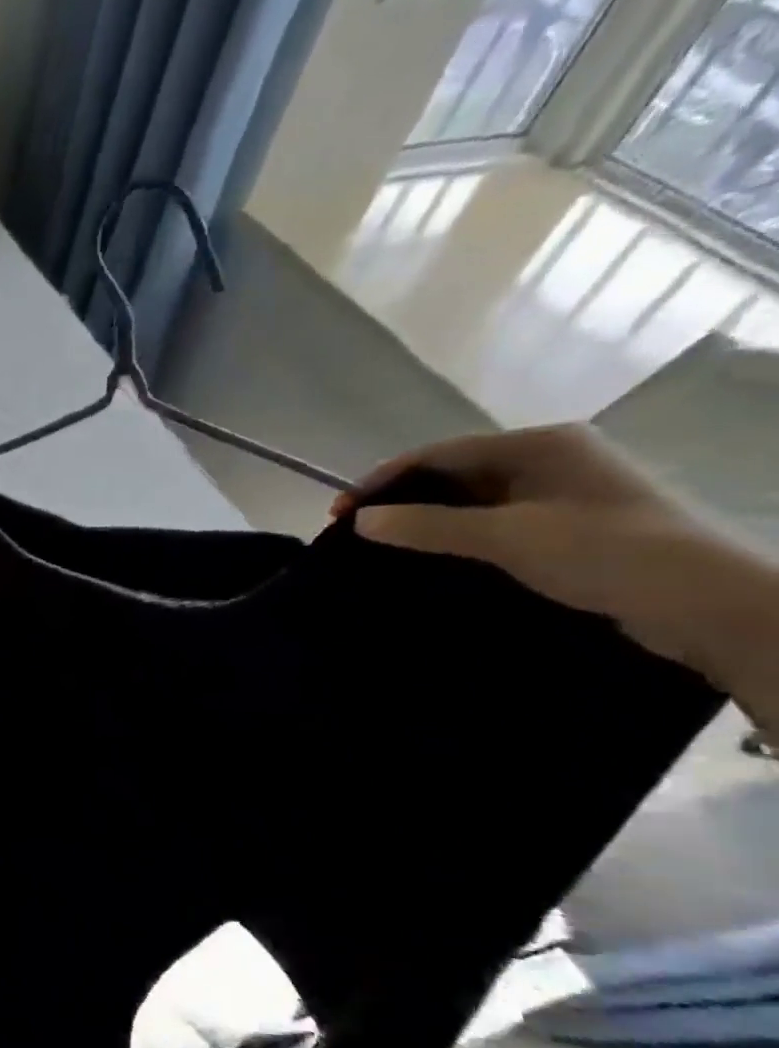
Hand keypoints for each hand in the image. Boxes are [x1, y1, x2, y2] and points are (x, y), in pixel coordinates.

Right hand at [334, 425, 778, 719]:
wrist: (706, 603)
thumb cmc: (605, 552)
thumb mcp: (506, 536)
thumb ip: (428, 526)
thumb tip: (361, 520)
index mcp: (540, 443)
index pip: (438, 453)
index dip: (383, 480)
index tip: (340, 513)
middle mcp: (552, 458)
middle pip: (455, 474)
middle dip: (402, 500)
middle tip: (358, 531)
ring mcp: (564, 493)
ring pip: (473, 501)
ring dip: (428, 521)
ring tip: (386, 547)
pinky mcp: (571, 526)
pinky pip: (496, 523)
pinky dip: (458, 537)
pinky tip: (435, 558)